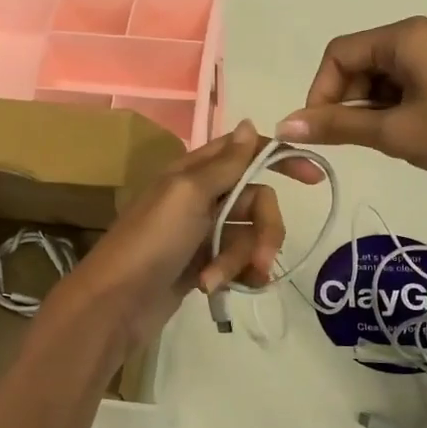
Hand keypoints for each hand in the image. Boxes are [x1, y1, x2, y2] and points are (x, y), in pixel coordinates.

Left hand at [49, 120, 323, 346]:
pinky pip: (237, 263)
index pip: (246, 152)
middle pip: (256, 202)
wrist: (114, 304)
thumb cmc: (150, 242)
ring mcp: (201, 233)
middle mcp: (200, 197)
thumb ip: (225, 163)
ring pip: (248, 237)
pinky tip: (223, 290)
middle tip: (263, 260)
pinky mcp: (202, 265)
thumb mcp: (188, 194)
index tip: (312, 177)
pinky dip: (236, 276)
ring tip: (216, 281)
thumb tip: (252, 123)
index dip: (280, 159)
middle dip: (264, 232)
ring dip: (242, 261)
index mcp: (194, 172)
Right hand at [276, 16, 426, 199]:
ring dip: (375, 108)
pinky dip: (400, 106)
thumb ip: (338, 127)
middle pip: (364, 61)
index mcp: (408, 35)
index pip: (340, 53)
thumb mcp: (396, 133)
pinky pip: (415, 81)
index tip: (319, 132)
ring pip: (389, 75)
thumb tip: (284, 127)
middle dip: (349, 101)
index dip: (320, 92)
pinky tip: (413, 135)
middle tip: (354, 142)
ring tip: (388, 143)